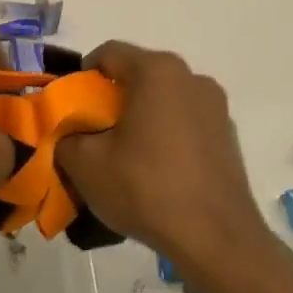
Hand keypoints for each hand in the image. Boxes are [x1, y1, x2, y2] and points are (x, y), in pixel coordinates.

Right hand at [57, 42, 269, 266]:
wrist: (216, 239)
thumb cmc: (146, 188)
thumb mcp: (86, 164)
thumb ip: (65, 139)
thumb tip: (66, 135)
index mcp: (157, 71)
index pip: (108, 53)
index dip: (81, 76)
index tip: (69, 108)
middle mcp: (191, 77)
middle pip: (138, 75)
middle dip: (111, 99)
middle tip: (91, 133)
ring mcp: (215, 107)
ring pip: (163, 99)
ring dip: (140, 117)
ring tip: (122, 155)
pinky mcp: (228, 136)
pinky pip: (185, 123)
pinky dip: (166, 135)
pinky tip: (155, 172)